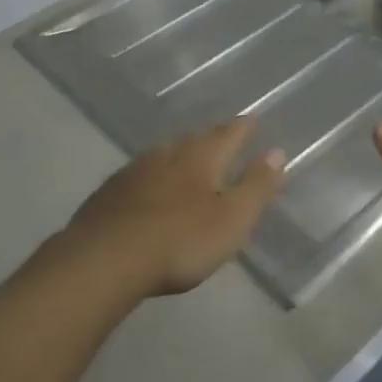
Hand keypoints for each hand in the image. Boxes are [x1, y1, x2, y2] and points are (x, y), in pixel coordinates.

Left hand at [64, 117, 286, 297]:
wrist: (103, 260)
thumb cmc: (180, 240)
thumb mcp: (232, 219)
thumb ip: (256, 186)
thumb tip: (277, 152)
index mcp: (202, 157)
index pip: (229, 133)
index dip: (244, 128)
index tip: (253, 121)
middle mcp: (169, 154)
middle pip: (196, 139)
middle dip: (212, 139)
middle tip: (223, 140)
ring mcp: (135, 171)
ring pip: (165, 154)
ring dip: (180, 155)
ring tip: (189, 161)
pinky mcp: (109, 192)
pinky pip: (140, 175)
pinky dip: (153, 177)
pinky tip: (149, 190)